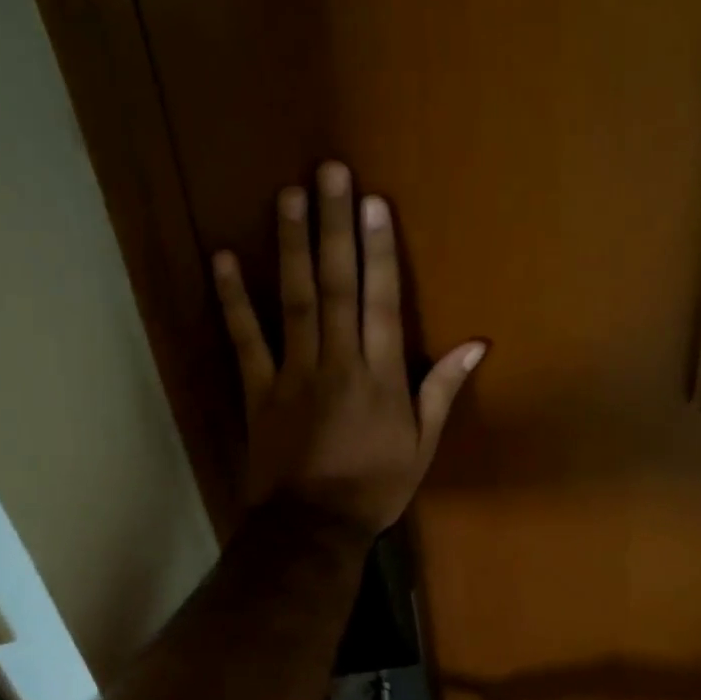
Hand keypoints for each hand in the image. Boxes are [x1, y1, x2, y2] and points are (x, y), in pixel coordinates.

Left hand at [213, 161, 487, 536]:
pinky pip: (245, 339)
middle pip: (337, 286)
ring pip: (295, 301)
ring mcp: (294, 373)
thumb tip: (477, 345)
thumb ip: (442, 390)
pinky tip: (223, 259)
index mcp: (381, 377)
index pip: (382, 302)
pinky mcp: (258, 390)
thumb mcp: (421, 446)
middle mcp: (338, 363)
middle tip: (330, 172)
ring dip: (292, 247)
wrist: (312, 527)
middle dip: (335, 227)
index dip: (379, 250)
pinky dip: (233, 300)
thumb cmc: (374, 489)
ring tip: (289, 196)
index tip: (374, 203)